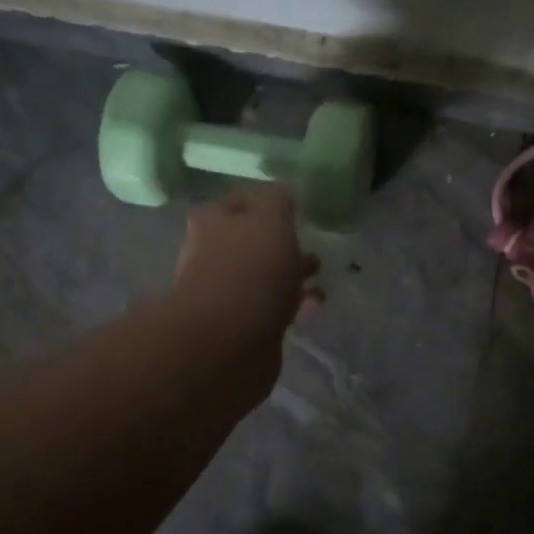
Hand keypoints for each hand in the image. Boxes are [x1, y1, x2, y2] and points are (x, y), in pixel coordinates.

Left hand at [171, 185, 322, 364]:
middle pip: (252, 240)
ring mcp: (226, 291)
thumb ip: (278, 200)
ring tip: (320, 278)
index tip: (294, 207)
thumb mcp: (271, 219)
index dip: (266, 201)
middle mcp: (213, 252)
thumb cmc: (250, 269)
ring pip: (265, 275)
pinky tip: (313, 306)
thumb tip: (282, 192)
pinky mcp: (243, 324)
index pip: (241, 200)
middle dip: (282, 242)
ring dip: (292, 275)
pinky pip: (273, 306)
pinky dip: (294, 304)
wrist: (229, 341)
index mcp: (213, 220)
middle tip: (311, 243)